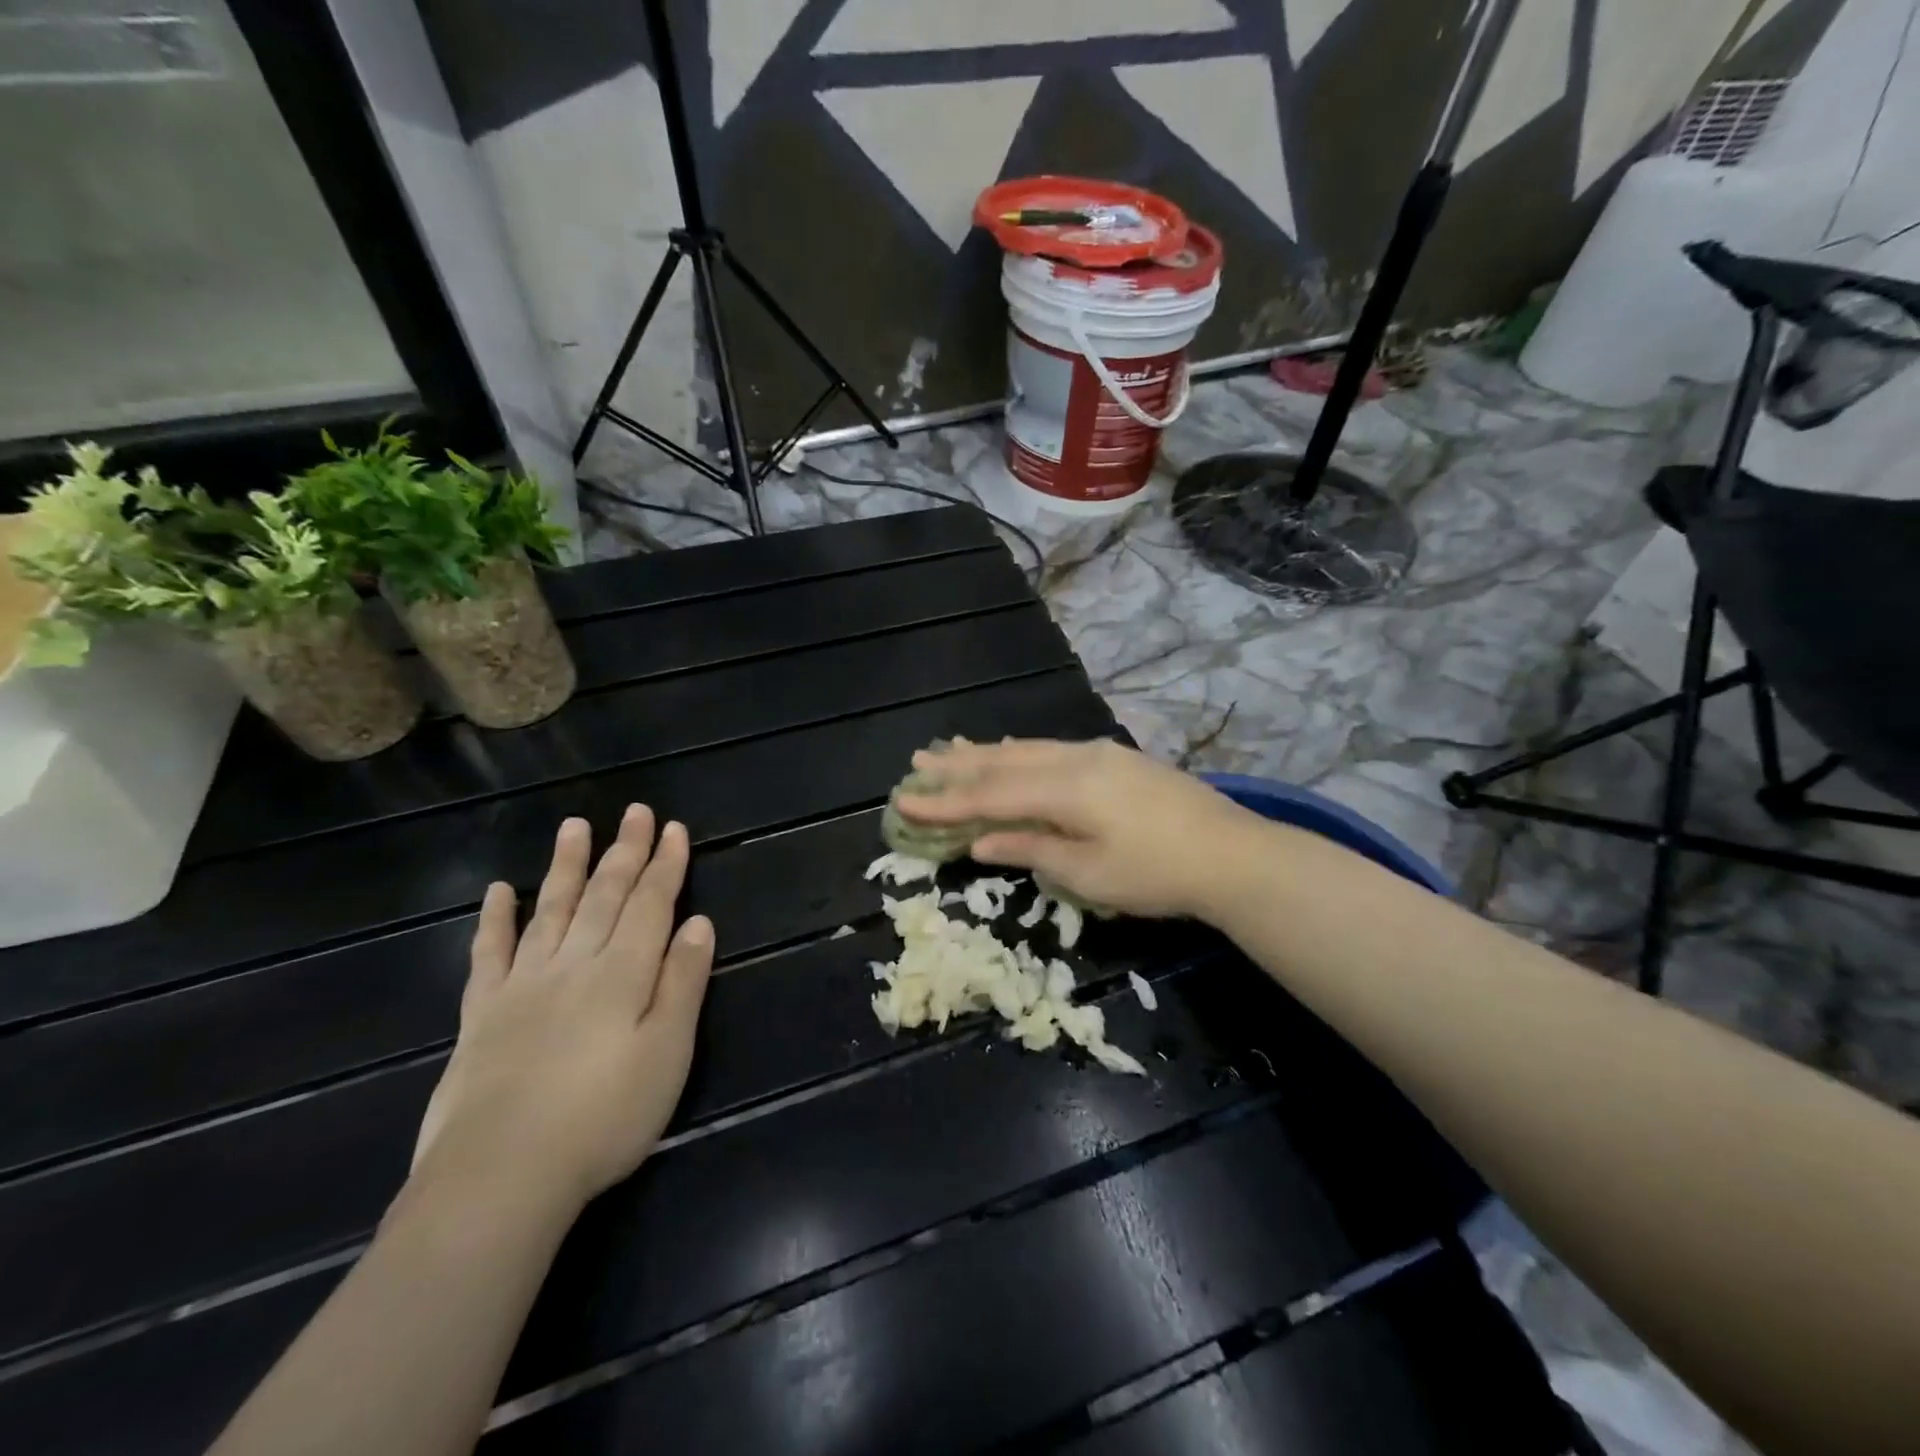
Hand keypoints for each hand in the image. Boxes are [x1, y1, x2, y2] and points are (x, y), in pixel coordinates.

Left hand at [411, 806, 713, 1213]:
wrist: (499, 1178)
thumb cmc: (603, 1118)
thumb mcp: (667, 1054)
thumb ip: (682, 984)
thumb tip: (698, 925)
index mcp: (622, 973)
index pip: (651, 904)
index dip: (665, 865)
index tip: (674, 829)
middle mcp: (574, 965)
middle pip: (605, 896)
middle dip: (624, 851)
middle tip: (635, 812)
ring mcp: (523, 986)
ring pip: (551, 910)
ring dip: (566, 867)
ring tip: (574, 827)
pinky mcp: (482, 1015)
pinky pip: (489, 954)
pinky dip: (495, 920)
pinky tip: (498, 891)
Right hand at [895, 738, 1264, 919]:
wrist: (1231, 853)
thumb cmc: (1155, 873)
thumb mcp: (1087, 873)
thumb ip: (1031, 849)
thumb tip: (981, 841)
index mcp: (1063, 788)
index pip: (989, 795)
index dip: (945, 801)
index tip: (905, 801)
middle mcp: (1074, 759)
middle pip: (1004, 762)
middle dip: (958, 765)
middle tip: (917, 761)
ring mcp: (1098, 754)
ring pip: (1028, 750)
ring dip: (986, 752)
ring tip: (951, 748)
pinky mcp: (1115, 759)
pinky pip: (1052, 750)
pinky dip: (1022, 752)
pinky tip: (1012, 750)